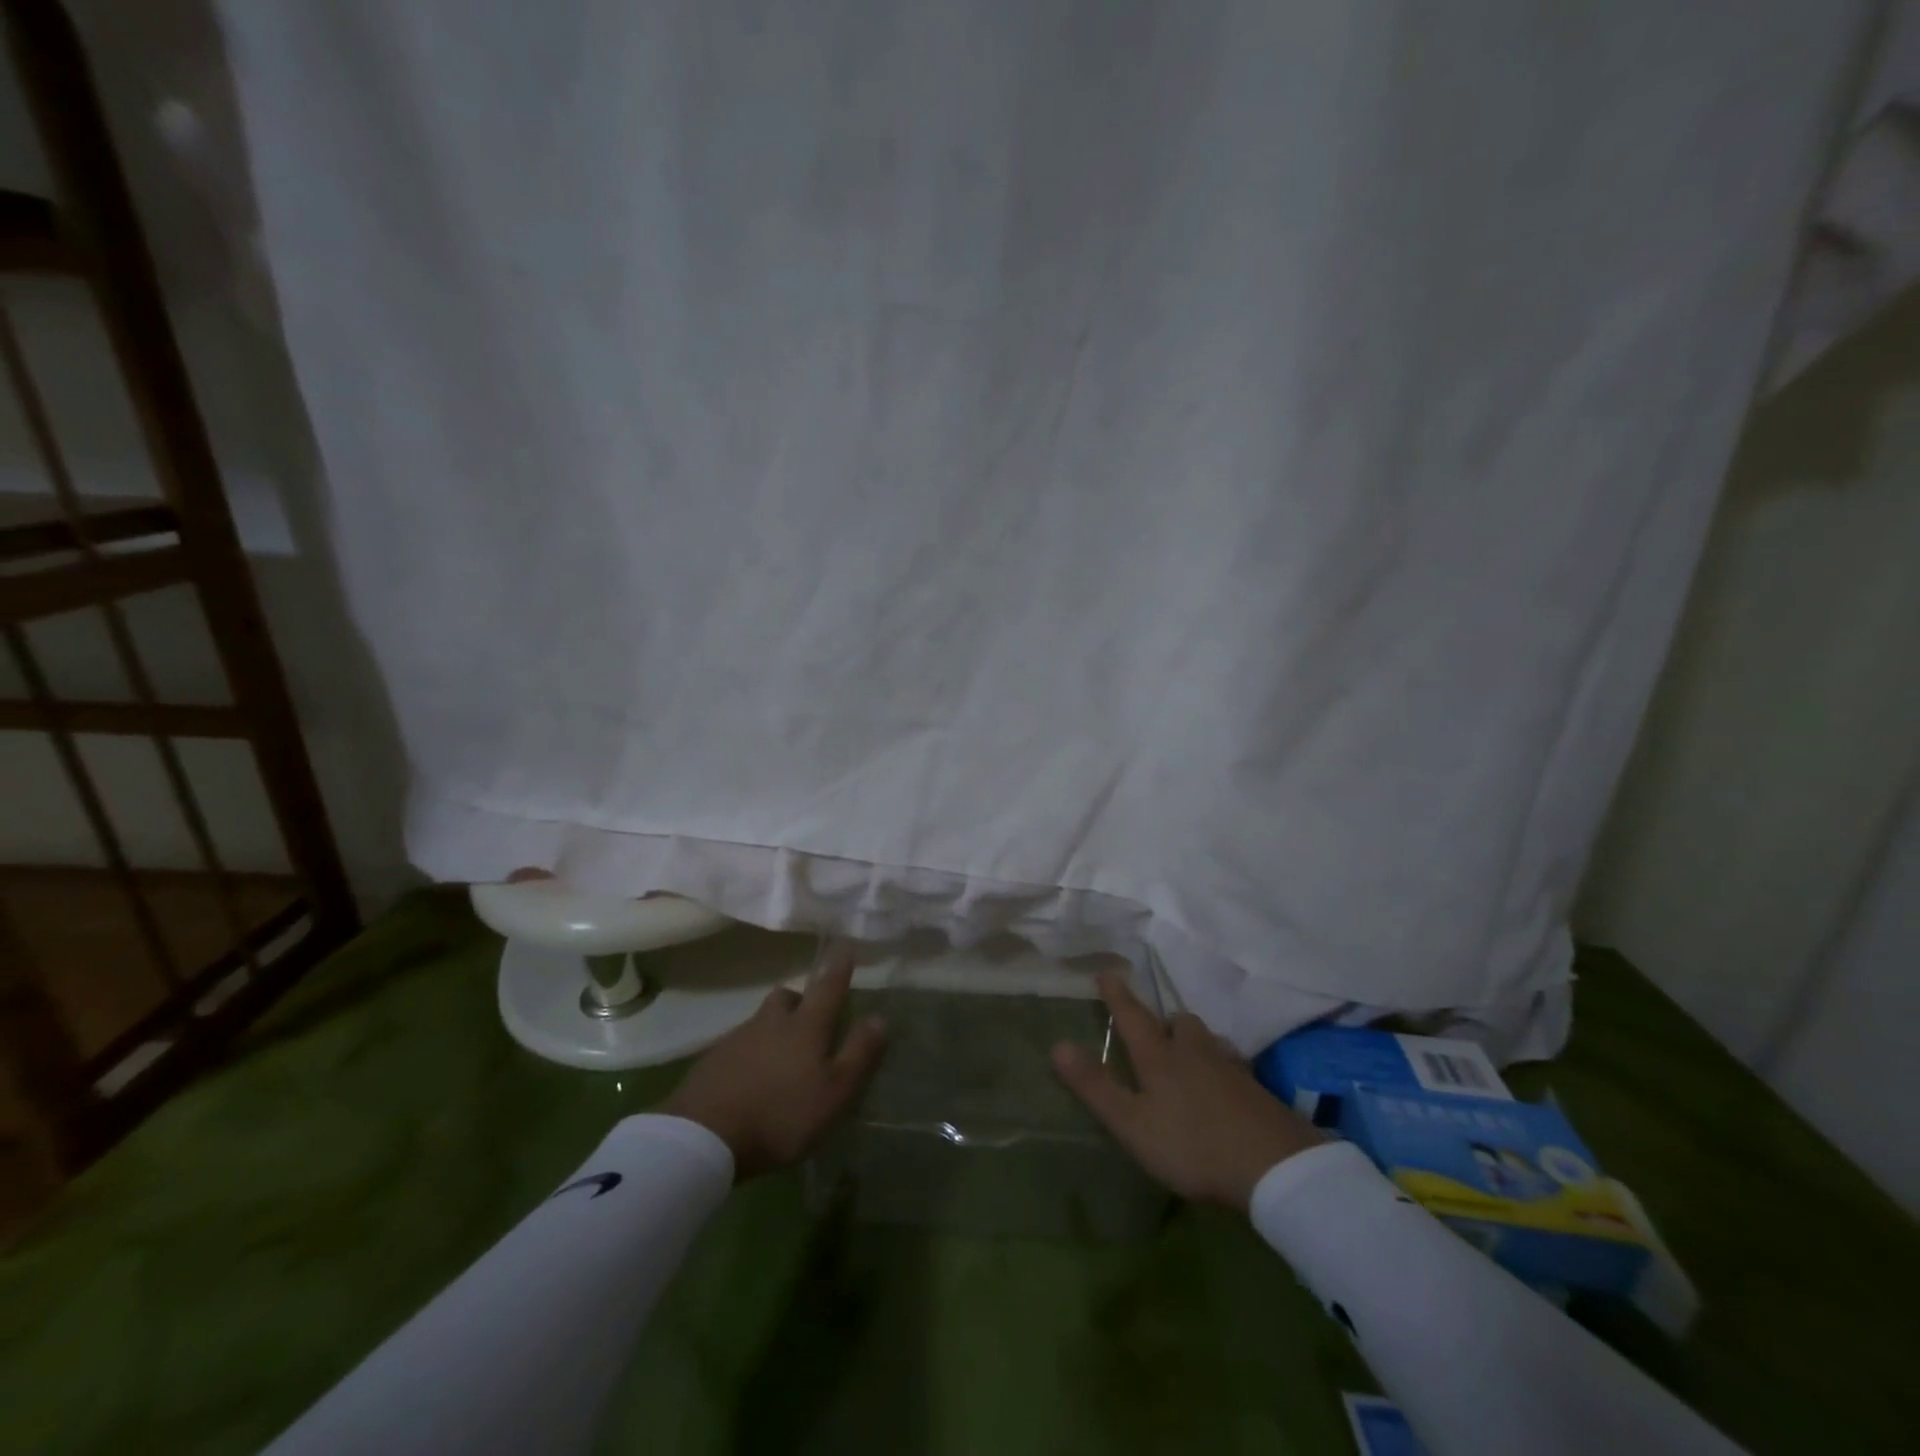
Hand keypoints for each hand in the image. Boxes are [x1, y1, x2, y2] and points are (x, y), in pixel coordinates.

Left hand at [661, 949, 885, 1179]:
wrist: (701, 1136)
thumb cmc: (780, 1114)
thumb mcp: (834, 1092)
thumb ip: (858, 1053)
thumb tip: (879, 1017)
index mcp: (806, 1026)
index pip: (828, 987)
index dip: (839, 967)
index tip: (845, 947)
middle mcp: (772, 1022)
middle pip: (787, 997)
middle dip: (801, 999)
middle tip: (809, 1018)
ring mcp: (737, 1039)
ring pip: (762, 1020)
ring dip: (774, 1028)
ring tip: (780, 1056)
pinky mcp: (711, 1061)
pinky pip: (738, 1046)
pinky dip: (750, 1053)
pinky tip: (750, 1079)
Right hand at [1052, 972, 1322, 1211]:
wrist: (1276, 1167)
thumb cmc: (1192, 1144)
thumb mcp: (1132, 1123)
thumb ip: (1095, 1086)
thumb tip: (1057, 1044)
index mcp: (1159, 1057)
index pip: (1132, 1016)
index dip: (1117, 995)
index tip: (1108, 971)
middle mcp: (1194, 1051)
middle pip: (1178, 1022)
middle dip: (1164, 1021)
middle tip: (1156, 1030)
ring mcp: (1230, 1068)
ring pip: (1207, 1040)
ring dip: (1194, 1040)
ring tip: (1189, 1055)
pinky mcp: (1256, 1089)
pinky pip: (1232, 1064)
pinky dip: (1221, 1067)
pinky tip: (1224, 1086)